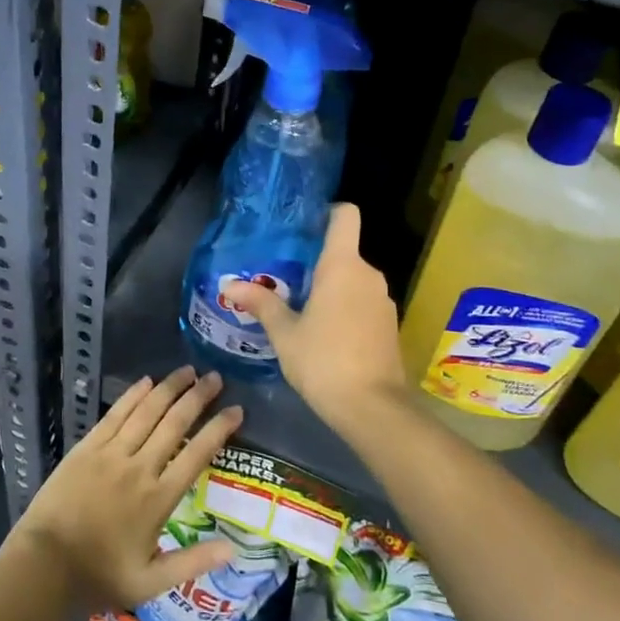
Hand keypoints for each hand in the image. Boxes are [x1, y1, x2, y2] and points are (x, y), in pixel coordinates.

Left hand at [10, 366, 241, 609]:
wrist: (43, 566)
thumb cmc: (99, 576)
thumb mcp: (150, 583)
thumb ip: (192, 562)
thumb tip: (232, 550)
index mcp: (158, 499)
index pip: (197, 454)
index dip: (219, 430)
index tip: (237, 411)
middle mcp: (139, 468)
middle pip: (174, 424)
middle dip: (197, 397)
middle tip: (215, 378)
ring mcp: (111, 454)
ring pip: (146, 412)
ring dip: (169, 388)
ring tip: (188, 371)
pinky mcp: (86, 448)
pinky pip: (114, 415)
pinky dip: (132, 396)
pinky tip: (146, 381)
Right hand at [221, 203, 406, 436]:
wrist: (372, 407)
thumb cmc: (323, 360)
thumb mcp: (284, 333)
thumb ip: (261, 303)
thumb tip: (229, 285)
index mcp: (343, 266)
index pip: (345, 215)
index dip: (327, 212)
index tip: (303, 227)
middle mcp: (369, 275)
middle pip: (344, 252)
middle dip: (317, 262)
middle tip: (285, 278)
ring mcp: (384, 300)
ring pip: (354, 280)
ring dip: (331, 288)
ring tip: (300, 308)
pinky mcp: (390, 325)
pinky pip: (363, 302)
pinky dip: (346, 308)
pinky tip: (325, 333)